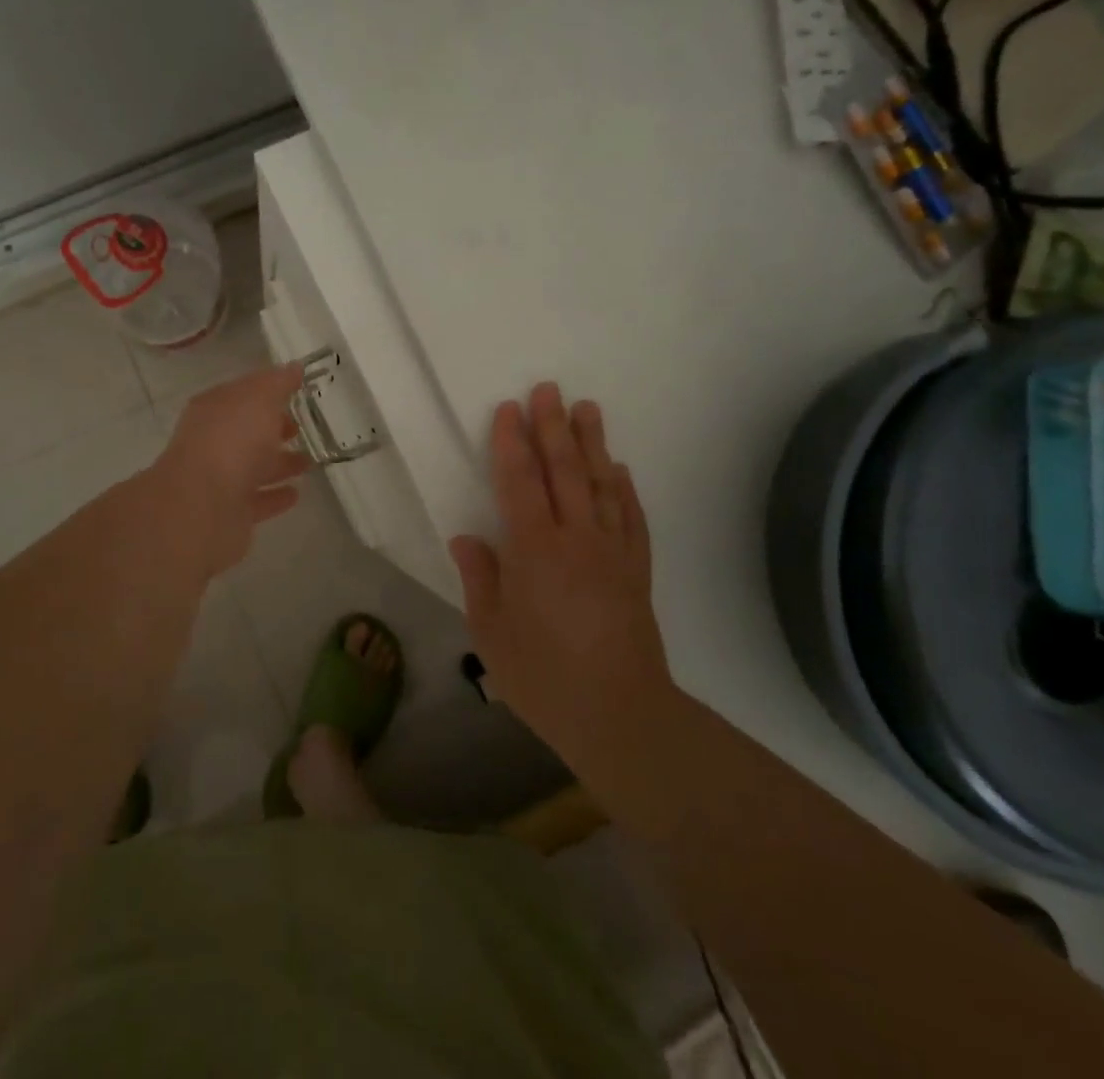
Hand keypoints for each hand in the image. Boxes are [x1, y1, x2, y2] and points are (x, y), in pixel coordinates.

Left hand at [153, 362, 312, 575]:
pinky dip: (275, 496)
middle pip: (247, 431)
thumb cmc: (231, 442)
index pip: (242, 393)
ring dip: (279, 463)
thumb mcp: (259, 399)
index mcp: (214, 409)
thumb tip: (294, 367)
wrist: (202, 507)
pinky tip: (296, 494)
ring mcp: (219, 479)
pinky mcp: (229, 513)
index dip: (268, 390)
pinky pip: (257, 500)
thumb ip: (278, 383)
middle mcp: (213, 441)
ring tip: (309, 462)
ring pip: (253, 466)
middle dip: (273, 427)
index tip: (296, 391)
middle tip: (302, 427)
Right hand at [449, 384, 666, 766]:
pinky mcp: (637, 571)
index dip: (512, 443)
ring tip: (588, 409)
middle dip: (553, 427)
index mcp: (534, 550)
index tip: (509, 410)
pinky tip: (619, 470)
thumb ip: (481, 579)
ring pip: (600, 485)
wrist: (619, 715)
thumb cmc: (543, 676)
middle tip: (549, 389)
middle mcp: (576, 539)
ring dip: (592, 444)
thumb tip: (467, 538)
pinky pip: (631, 519)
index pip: (520, 482)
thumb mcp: (491, 633)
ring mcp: (612, 552)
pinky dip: (624, 490)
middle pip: (563, 471)